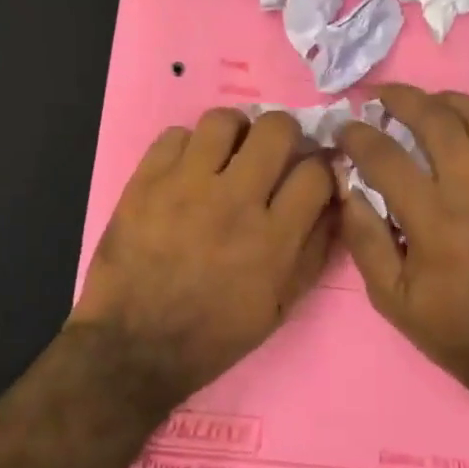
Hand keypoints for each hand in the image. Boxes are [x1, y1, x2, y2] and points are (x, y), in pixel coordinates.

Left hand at [72, 109, 337, 405]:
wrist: (133, 347)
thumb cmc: (213, 334)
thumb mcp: (280, 306)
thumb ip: (314, 251)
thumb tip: (334, 204)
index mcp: (273, 238)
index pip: (316, 172)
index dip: (321, 167)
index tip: (312, 173)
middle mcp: (234, 201)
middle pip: (276, 128)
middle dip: (284, 135)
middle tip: (273, 154)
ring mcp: (186, 186)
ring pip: (224, 120)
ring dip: (235, 133)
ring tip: (229, 154)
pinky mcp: (146, 181)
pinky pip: (175, 134)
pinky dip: (188, 147)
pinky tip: (188, 169)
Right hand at [338, 85, 468, 392]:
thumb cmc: (452, 326)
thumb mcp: (390, 297)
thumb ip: (364, 238)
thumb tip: (347, 186)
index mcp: (433, 219)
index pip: (385, 156)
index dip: (358, 135)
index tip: (345, 128)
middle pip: (436, 119)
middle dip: (401, 98)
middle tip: (382, 97)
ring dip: (450, 101)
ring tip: (430, 104)